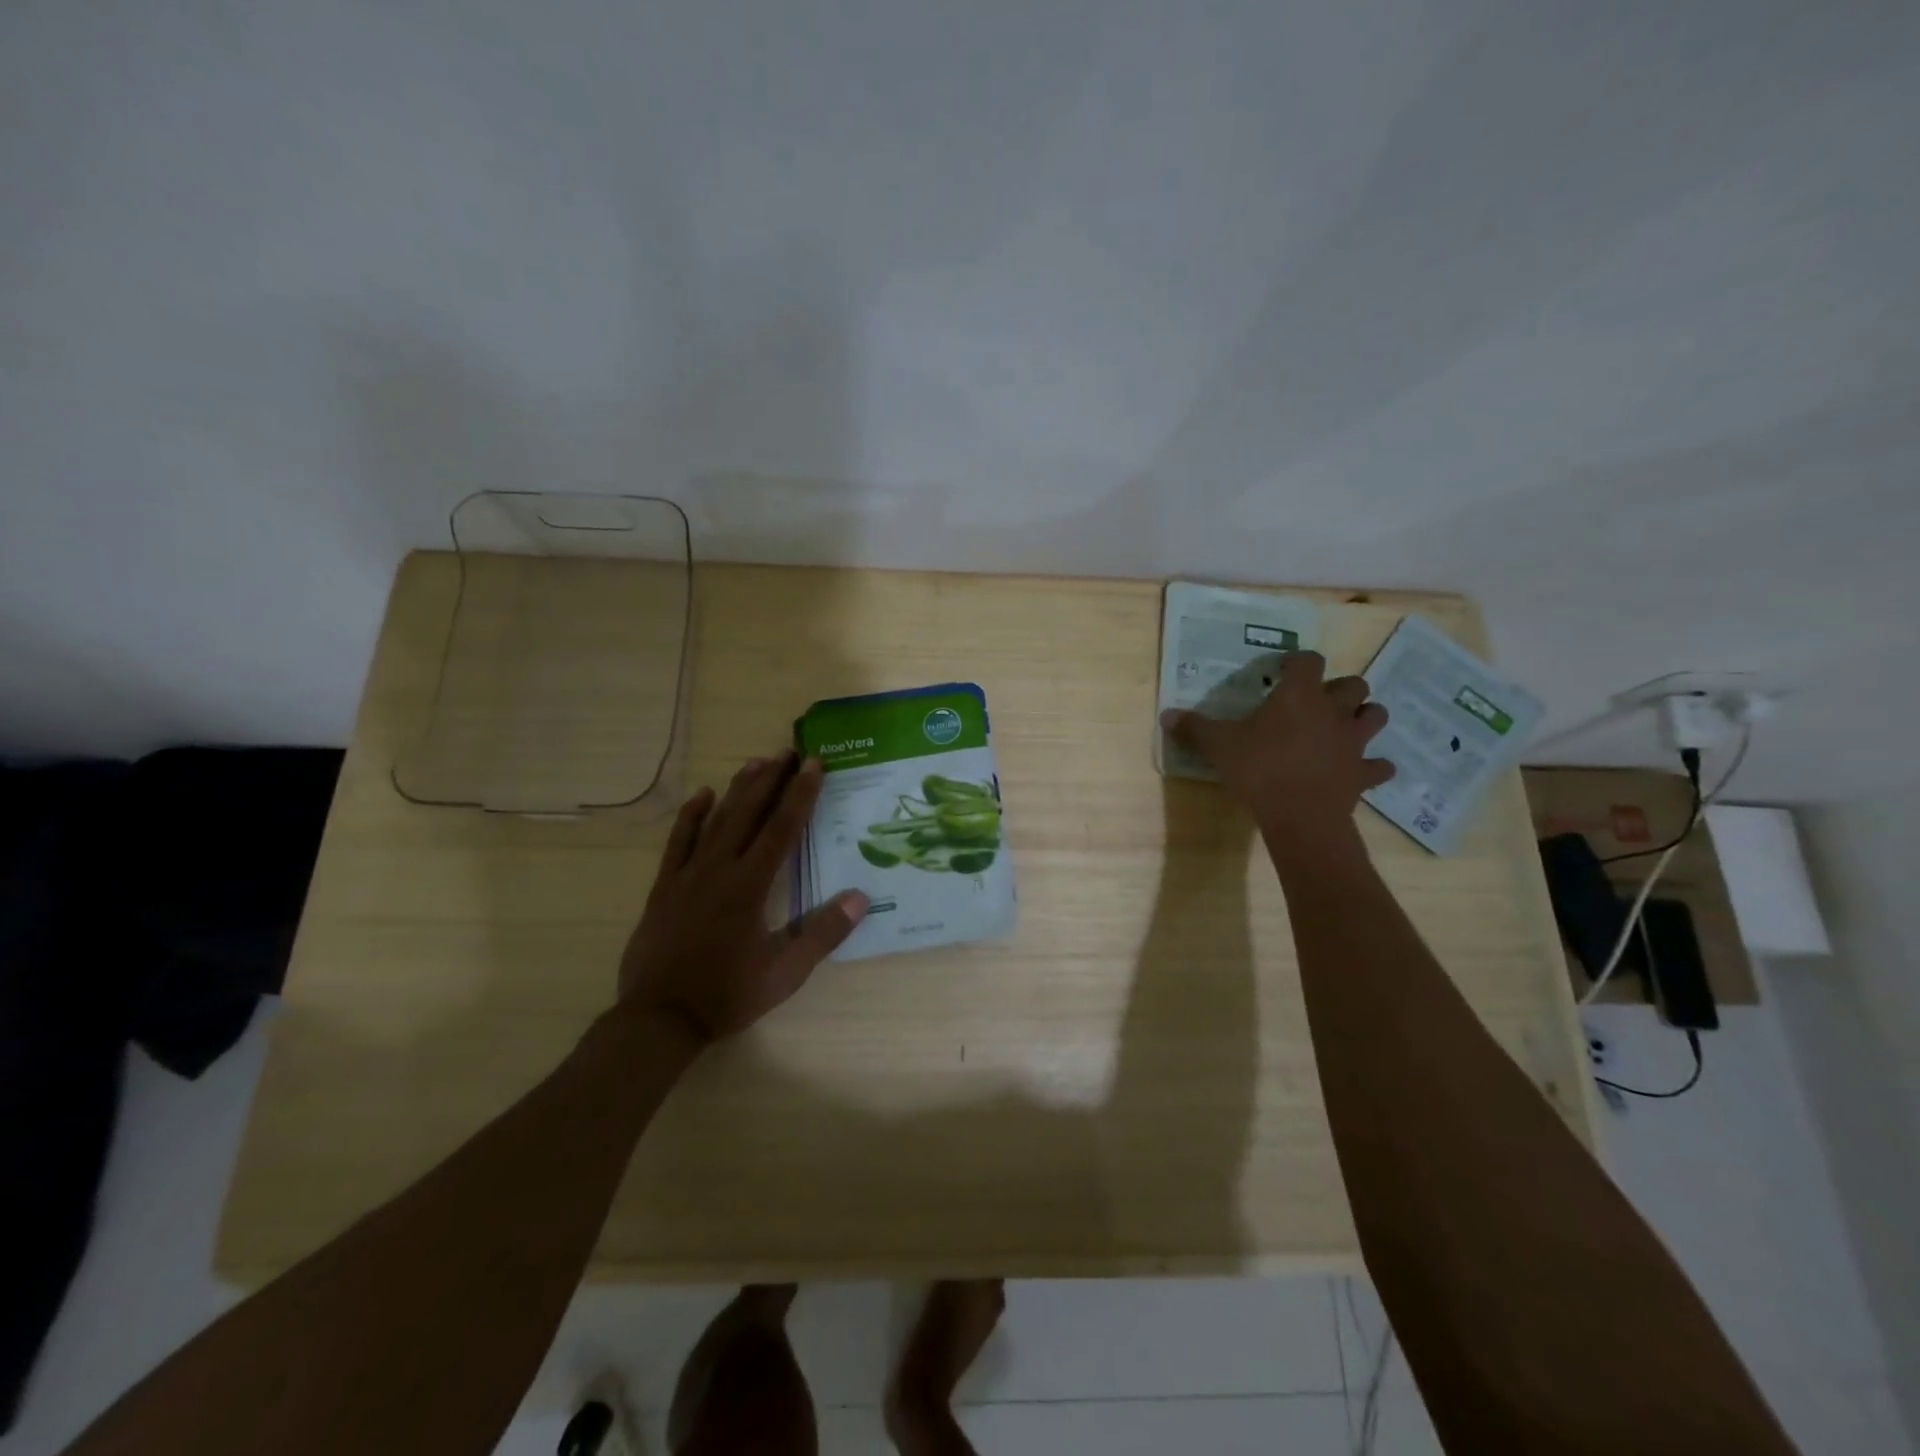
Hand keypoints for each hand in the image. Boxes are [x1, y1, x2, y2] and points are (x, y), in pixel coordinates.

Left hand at [619, 752, 868, 1043]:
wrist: (659, 1019)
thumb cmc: (726, 995)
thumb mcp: (784, 974)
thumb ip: (822, 934)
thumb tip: (860, 897)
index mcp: (750, 887)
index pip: (781, 830)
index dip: (800, 795)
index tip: (814, 765)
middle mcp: (719, 870)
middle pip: (748, 814)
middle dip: (771, 780)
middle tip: (789, 751)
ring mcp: (687, 875)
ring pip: (716, 821)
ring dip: (738, 789)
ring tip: (757, 762)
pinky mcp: (664, 887)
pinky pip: (678, 842)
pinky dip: (690, 816)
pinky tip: (702, 795)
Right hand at [1161, 650, 1394, 854]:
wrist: (1300, 816)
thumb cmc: (1259, 769)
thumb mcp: (1218, 745)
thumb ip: (1194, 727)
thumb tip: (1166, 715)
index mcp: (1299, 695)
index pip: (1309, 660)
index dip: (1298, 662)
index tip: (1282, 671)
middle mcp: (1333, 710)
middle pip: (1353, 684)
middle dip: (1339, 689)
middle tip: (1316, 701)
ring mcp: (1354, 742)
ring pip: (1375, 715)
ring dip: (1364, 716)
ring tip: (1344, 726)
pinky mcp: (1363, 773)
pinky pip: (1379, 765)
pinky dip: (1372, 765)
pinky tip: (1360, 769)